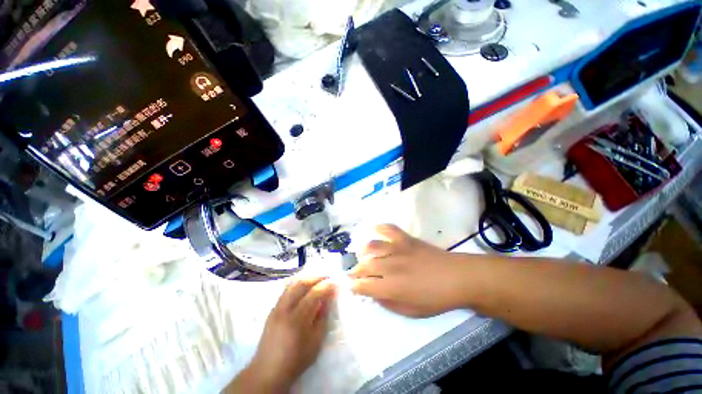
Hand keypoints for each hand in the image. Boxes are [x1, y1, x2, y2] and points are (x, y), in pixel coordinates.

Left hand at [228, 277, 335, 393]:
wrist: (268, 371)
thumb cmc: (296, 360)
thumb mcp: (315, 342)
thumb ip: (322, 317)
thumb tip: (327, 298)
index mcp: (296, 320)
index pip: (313, 294)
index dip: (326, 286)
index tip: (335, 282)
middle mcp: (284, 309)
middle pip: (301, 284)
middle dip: (316, 277)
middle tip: (327, 276)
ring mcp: (276, 307)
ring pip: (292, 284)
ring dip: (306, 278)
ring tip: (317, 278)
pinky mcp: (273, 309)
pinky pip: (286, 289)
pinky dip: (298, 283)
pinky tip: (305, 285)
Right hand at [349, 224, 466, 317]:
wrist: (457, 277)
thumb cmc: (436, 298)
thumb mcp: (411, 311)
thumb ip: (389, 303)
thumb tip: (373, 294)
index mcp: (392, 287)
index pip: (364, 285)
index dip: (354, 286)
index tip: (351, 286)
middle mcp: (390, 266)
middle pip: (364, 265)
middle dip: (355, 270)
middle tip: (354, 273)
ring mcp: (397, 249)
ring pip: (371, 247)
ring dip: (362, 252)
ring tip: (361, 255)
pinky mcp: (405, 238)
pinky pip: (388, 228)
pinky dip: (379, 227)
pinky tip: (373, 229)